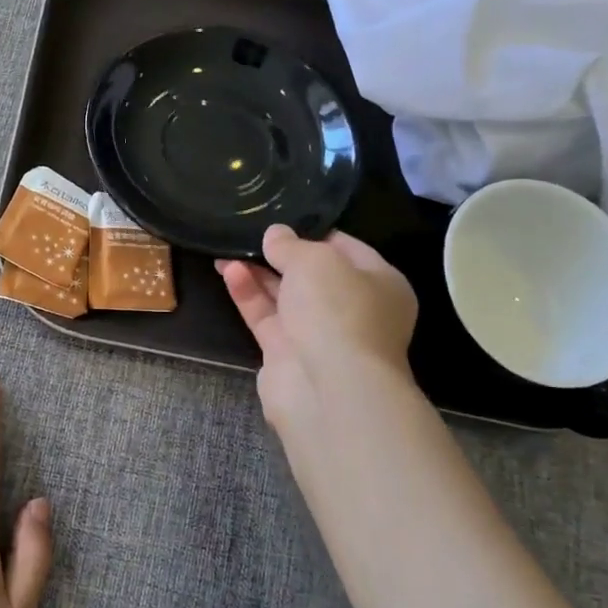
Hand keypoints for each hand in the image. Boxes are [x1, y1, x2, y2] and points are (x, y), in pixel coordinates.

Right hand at [217, 225, 419, 449]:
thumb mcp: (315, 260)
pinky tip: (228, 271)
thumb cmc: (337, 311)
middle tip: (249, 233)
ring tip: (227, 248)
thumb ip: (291, 244)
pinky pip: (266, 317)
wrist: (329, 388)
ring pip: (285, 296)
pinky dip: (248, 294)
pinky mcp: (287, 354)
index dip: (312, 232)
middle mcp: (353, 309)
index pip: (345, 248)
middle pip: (312, 274)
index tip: (281, 219)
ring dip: (258, 272)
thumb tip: (275, 234)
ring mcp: (320, 334)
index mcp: (380, 283)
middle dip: (280, 254)